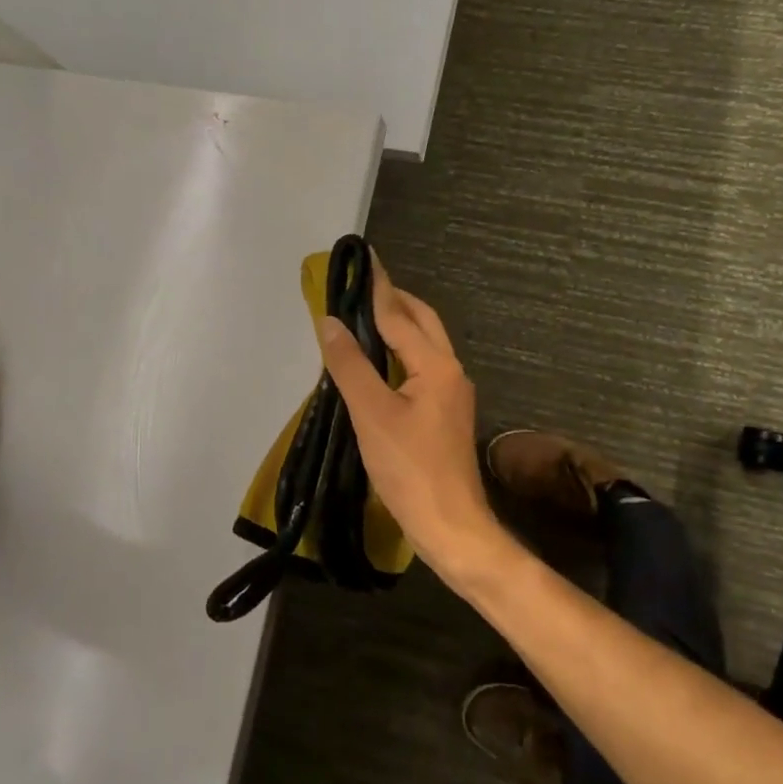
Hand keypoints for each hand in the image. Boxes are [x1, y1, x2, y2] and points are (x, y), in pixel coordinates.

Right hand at [317, 258, 506, 585]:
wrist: (451, 525)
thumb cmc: (410, 469)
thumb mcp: (372, 414)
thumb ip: (350, 365)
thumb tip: (329, 321)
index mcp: (436, 365)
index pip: (400, 315)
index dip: (378, 287)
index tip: (365, 258)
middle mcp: (451, 370)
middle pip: (422, 322)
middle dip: (395, 300)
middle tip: (363, 286)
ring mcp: (453, 393)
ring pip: (426, 345)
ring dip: (399, 325)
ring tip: (366, 316)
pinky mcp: (446, 413)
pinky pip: (423, 366)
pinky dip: (402, 351)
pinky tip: (380, 362)